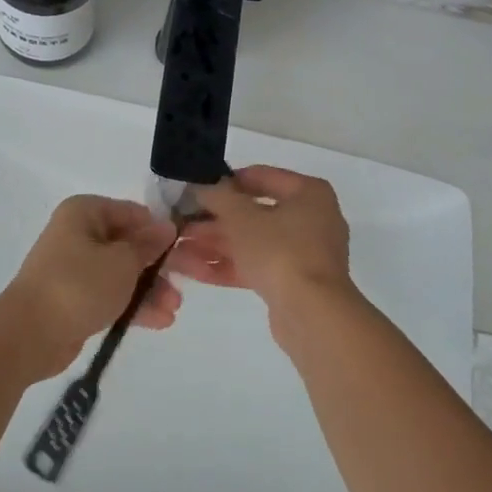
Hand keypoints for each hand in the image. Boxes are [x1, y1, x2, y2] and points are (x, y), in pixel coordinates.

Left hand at [1, 196, 181, 378]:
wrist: (29, 335)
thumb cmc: (79, 285)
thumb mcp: (122, 262)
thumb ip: (147, 246)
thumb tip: (166, 228)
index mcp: (85, 213)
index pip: (132, 213)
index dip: (159, 230)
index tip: (185, 249)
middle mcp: (78, 234)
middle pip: (128, 244)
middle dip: (158, 266)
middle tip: (187, 282)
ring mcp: (75, 268)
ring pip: (122, 272)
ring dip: (149, 289)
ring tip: (173, 309)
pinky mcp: (74, 298)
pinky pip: (110, 295)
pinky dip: (133, 305)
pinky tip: (160, 320)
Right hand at [168, 166, 353, 330]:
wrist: (312, 315)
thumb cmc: (280, 250)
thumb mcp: (241, 216)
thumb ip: (218, 196)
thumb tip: (202, 187)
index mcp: (308, 193)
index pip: (261, 176)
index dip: (226, 181)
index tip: (197, 189)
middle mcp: (311, 219)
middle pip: (255, 213)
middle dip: (215, 220)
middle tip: (182, 223)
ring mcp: (303, 254)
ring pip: (253, 242)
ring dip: (216, 244)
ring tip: (179, 248)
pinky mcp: (293, 283)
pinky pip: (257, 267)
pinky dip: (229, 266)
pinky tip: (194, 271)